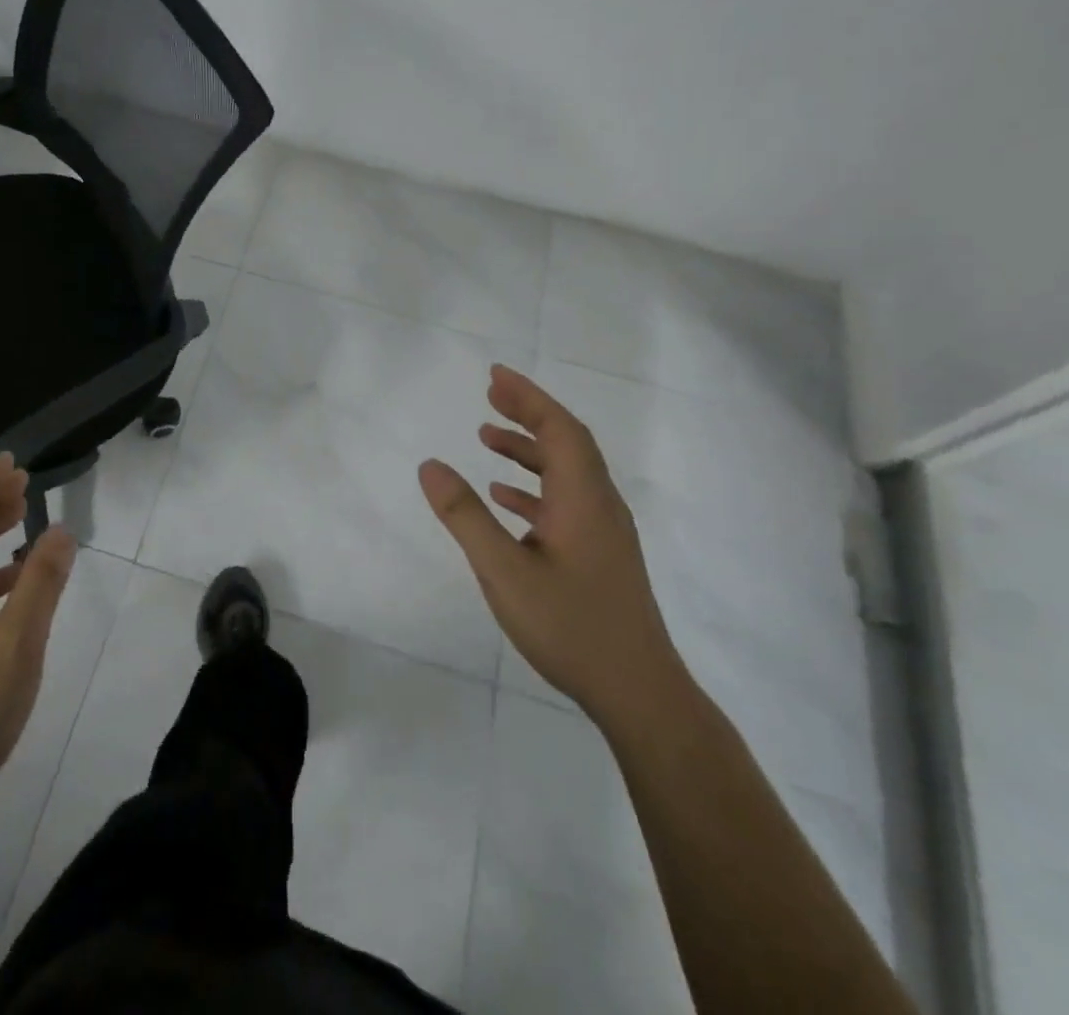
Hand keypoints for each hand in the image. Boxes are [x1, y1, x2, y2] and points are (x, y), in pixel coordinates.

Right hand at [419, 364, 687, 727]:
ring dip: (529, 449)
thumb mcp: (503, 570)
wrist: (638, 692)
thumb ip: (465, 515)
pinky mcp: (599, 555)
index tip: (495, 375)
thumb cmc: (570, 625)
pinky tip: (505, 498)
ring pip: (566, 473)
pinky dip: (534, 487)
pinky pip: (565, 502)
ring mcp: (603, 532)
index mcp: (583, 498)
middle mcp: (599, 505)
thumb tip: (430, 465)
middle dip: (529, 413)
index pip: (559, 429)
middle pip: (567, 442)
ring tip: (487, 438)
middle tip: (490, 394)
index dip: (528, 397)